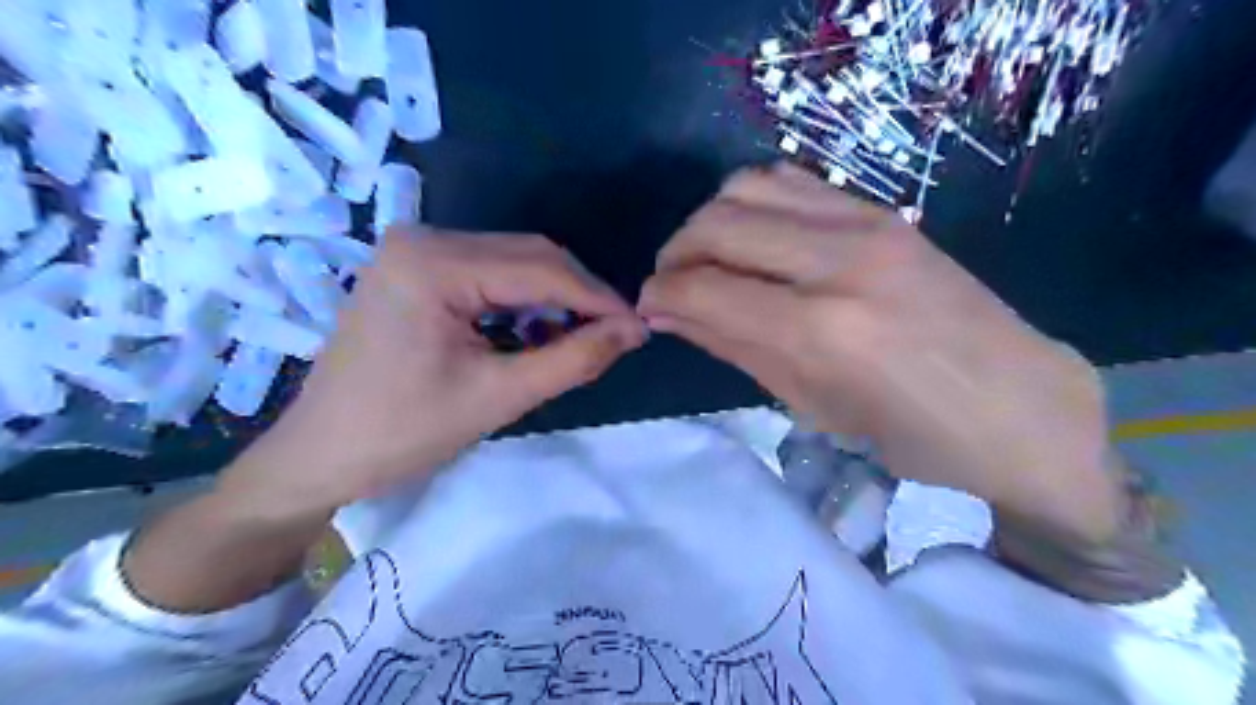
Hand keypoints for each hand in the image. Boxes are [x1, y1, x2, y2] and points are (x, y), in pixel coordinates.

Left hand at [216, 229, 647, 519]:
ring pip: (512, 262)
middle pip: (528, 255)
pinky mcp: (415, 269)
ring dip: (553, 298)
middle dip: (578, 295)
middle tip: (615, 335)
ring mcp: (415, 250)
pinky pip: (488, 273)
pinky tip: (536, 332)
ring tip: (579, 340)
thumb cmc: (402, 432)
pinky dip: (522, 301)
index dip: (598, 298)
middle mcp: (424, 238)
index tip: (639, 326)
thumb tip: (634, 330)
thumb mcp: (499, 397)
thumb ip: (574, 358)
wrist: (320, 456)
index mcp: (433, 262)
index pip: (540, 267)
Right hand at [641, 166, 1123, 545]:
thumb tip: (668, 313)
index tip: (648, 306)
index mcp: (818, 331)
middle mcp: (837, 262)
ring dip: (709, 221)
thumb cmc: (909, 437)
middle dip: (674, 254)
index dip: (660, 294)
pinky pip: (792, 182)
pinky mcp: (883, 211)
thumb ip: (731, 346)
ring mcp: (866, 225)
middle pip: (717, 224)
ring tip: (708, 259)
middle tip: (670, 285)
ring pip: (747, 187)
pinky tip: (754, 240)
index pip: (703, 287)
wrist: (1017, 407)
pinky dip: (753, 204)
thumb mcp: (808, 405)